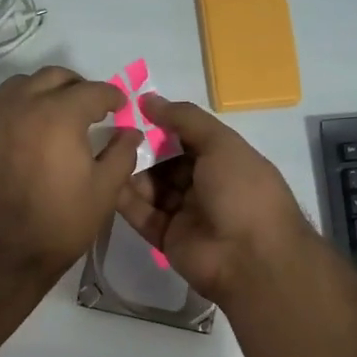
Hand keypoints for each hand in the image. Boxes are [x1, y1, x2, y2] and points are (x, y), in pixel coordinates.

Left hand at [0, 66, 141, 278]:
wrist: (0, 253)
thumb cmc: (59, 224)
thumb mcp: (104, 192)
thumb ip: (122, 154)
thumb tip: (130, 131)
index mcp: (59, 115)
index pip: (93, 91)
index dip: (113, 97)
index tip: (121, 108)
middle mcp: (23, 104)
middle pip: (56, 77)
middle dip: (79, 87)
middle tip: (93, 109)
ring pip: (25, 83)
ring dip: (47, 90)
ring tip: (60, 114)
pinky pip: (3, 102)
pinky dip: (22, 104)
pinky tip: (33, 129)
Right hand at [115, 94, 314, 304]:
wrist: (250, 257)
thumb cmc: (242, 191)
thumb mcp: (220, 144)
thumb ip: (184, 119)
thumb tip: (148, 98)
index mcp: (225, 162)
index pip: (189, 139)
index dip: (163, 125)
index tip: (132, 111)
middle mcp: (206, 186)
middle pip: (167, 163)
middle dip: (143, 149)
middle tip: (113, 134)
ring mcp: (186, 214)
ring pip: (152, 189)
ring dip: (132, 172)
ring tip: (106, 155)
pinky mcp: (166, 238)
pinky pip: (142, 215)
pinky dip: (126, 200)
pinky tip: (106, 181)